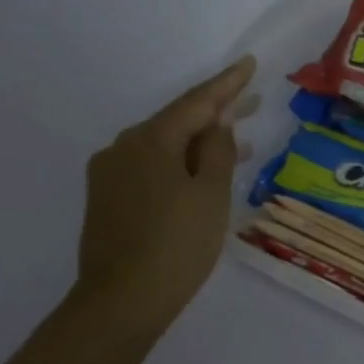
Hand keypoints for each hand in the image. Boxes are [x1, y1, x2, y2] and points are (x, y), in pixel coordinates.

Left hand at [73, 56, 259, 325]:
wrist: (122, 300)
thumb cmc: (177, 244)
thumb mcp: (211, 194)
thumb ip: (218, 150)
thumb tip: (221, 119)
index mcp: (150, 141)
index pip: (196, 102)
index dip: (227, 84)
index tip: (249, 63)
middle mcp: (124, 148)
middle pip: (178, 121)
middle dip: (217, 111)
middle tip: (254, 100)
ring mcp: (112, 174)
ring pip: (166, 146)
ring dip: (201, 141)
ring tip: (239, 139)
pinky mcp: (110, 198)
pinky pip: (153, 166)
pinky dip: (182, 162)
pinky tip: (203, 172)